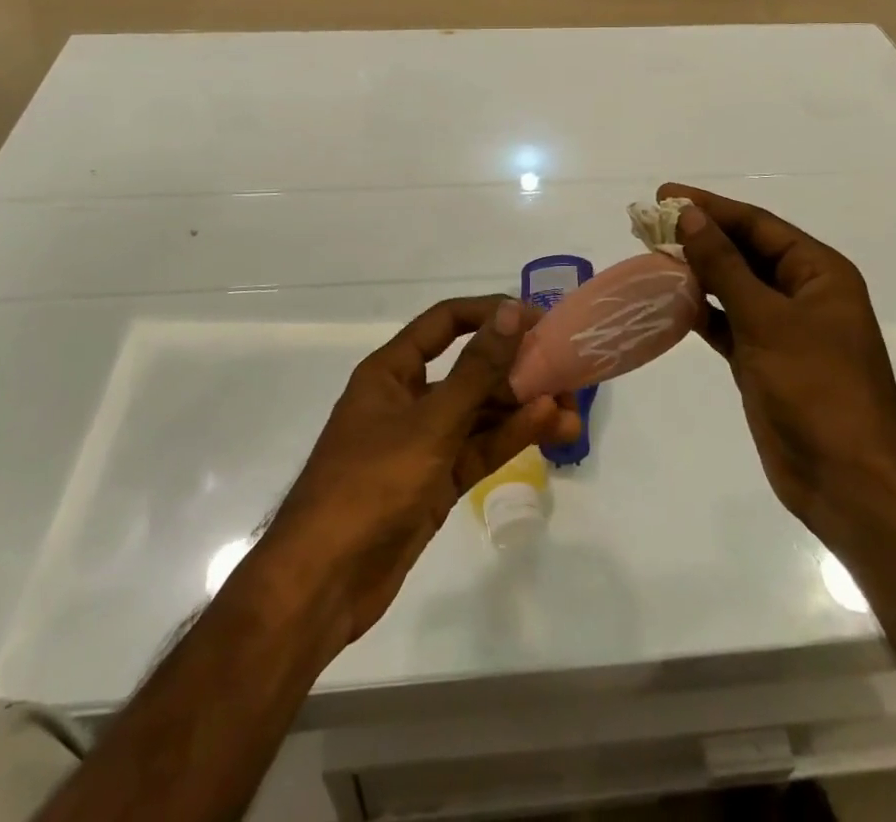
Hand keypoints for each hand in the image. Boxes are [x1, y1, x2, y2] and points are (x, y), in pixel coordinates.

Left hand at [261, 297, 580, 647]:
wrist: (323, 583)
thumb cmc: (371, 484)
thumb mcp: (430, 422)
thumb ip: (476, 370)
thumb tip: (511, 312)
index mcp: (392, 371)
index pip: (446, 323)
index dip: (489, 314)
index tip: (537, 318)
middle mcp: (408, 398)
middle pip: (470, 369)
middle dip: (517, 369)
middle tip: (567, 372)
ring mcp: (423, 442)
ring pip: (480, 413)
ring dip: (522, 409)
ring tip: (572, 410)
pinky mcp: (436, 481)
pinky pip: (478, 449)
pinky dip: (509, 438)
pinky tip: (548, 428)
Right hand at [658, 183, 895, 537]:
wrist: (848, 480)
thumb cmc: (816, 388)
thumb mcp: (767, 318)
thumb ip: (724, 265)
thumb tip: (689, 215)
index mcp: (818, 272)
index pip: (757, 225)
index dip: (710, 207)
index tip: (664, 195)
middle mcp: (802, 293)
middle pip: (744, 251)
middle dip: (699, 236)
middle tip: (648, 223)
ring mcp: (783, 329)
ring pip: (732, 286)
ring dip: (695, 272)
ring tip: (650, 254)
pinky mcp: (764, 360)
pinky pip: (726, 322)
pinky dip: (699, 310)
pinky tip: (667, 300)